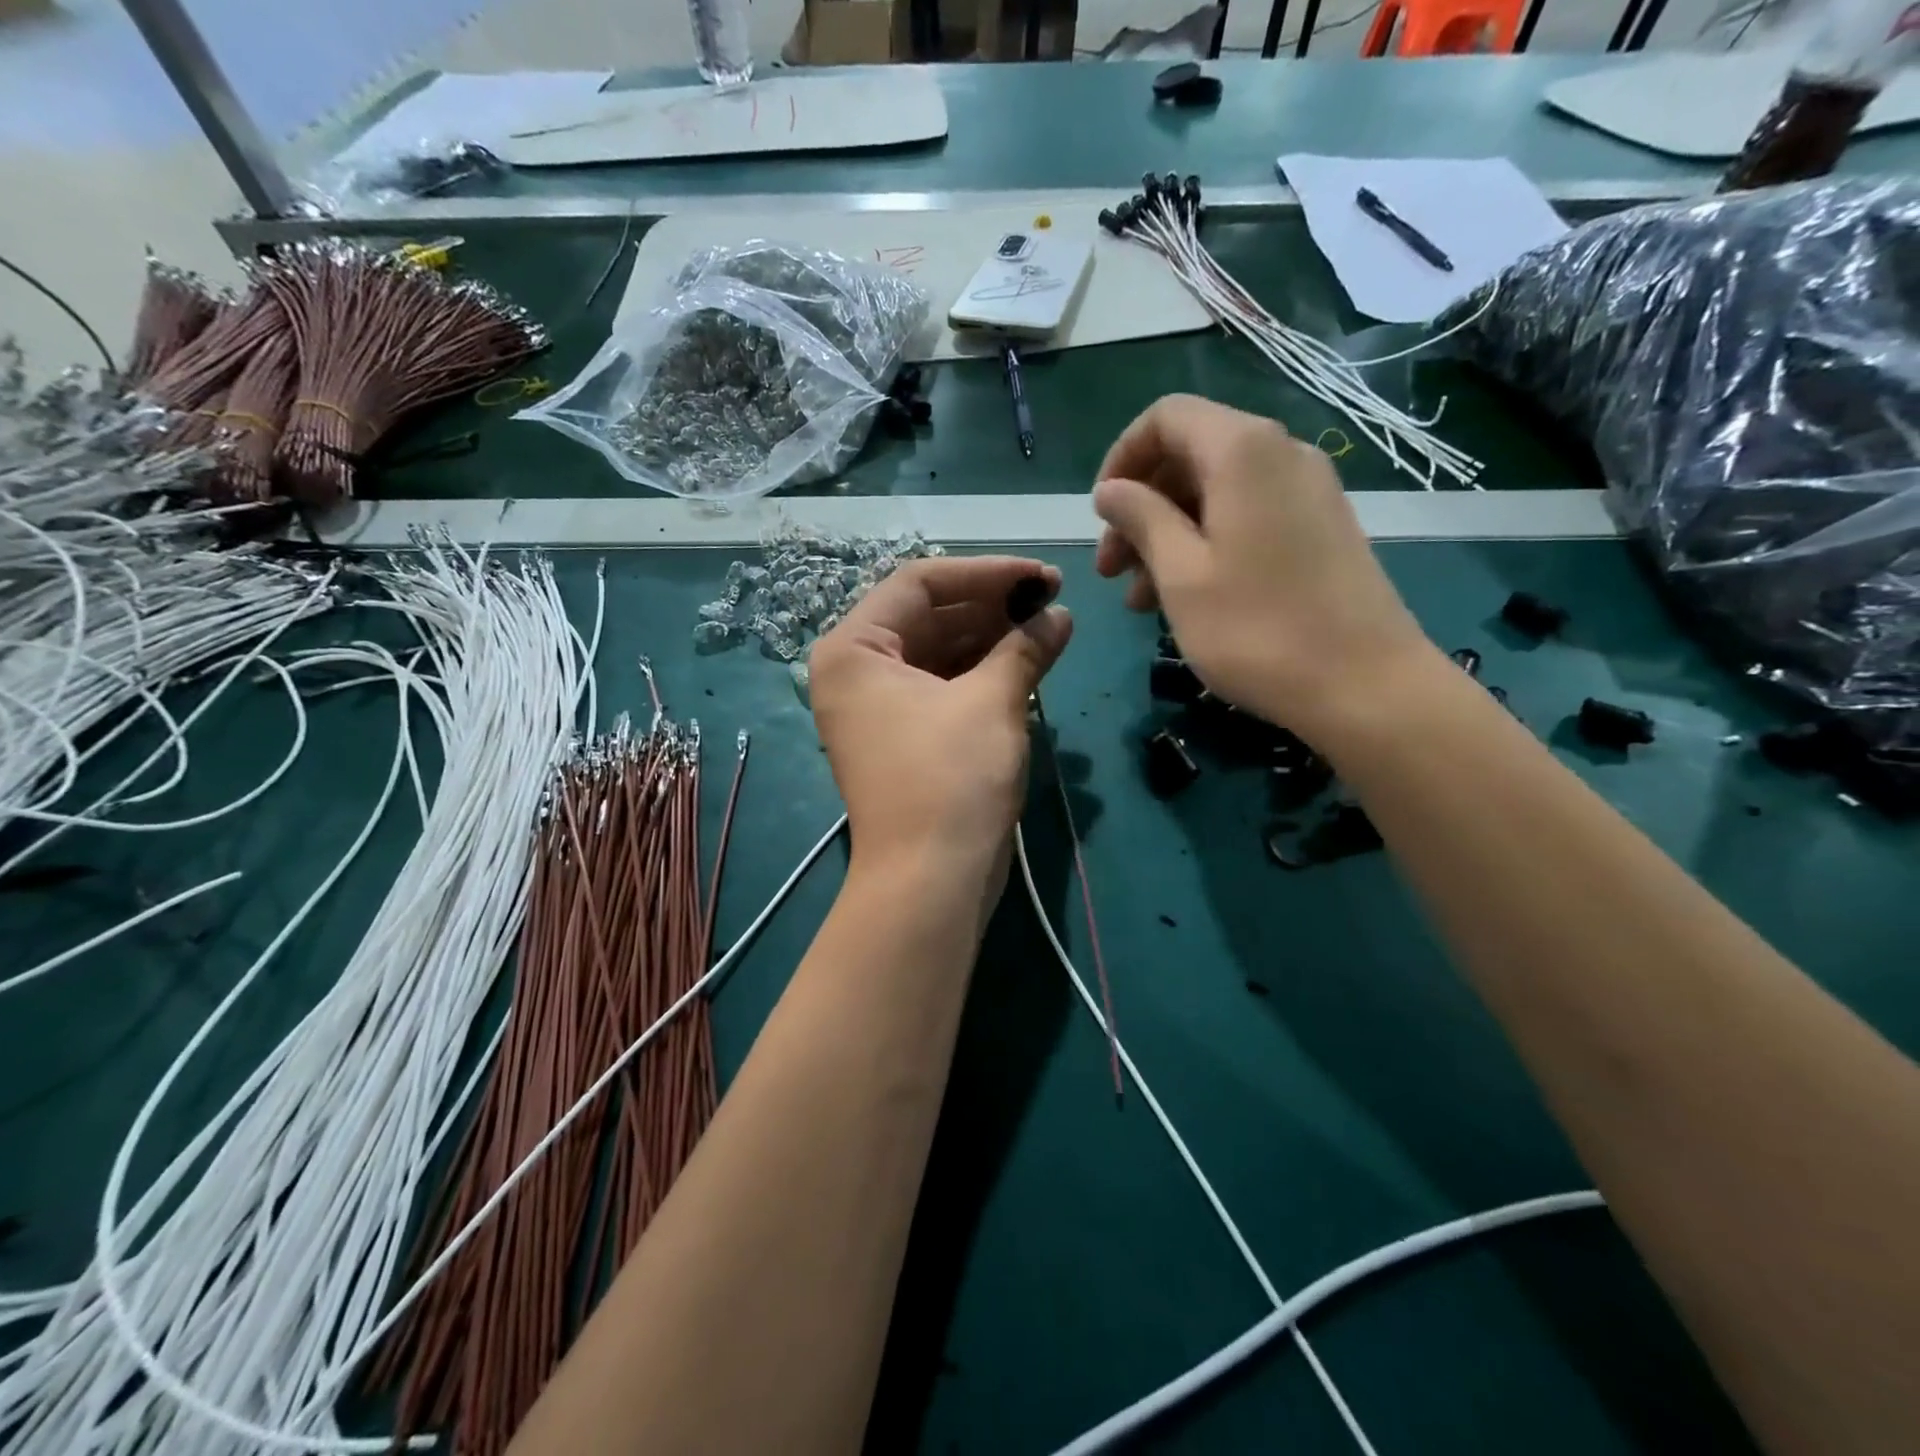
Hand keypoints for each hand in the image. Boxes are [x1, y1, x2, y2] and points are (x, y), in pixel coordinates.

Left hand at [810, 556, 1071, 885]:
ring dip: (992, 638)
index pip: (919, 583)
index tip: (1042, 575)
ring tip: (1048, 628)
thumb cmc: (952, 780)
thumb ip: (1025, 646)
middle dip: (992, 606)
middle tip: (1052, 600)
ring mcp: (877, 707)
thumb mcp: (992, 701)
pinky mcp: (903, 737)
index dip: (986, 573)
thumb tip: (1059, 615)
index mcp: (854, 650)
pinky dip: (982, 674)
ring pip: (939, 652)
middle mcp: (856, 672)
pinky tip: (1027, 663)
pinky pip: (943, 687)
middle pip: (928, 616)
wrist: (931, 882)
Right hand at [1092, 394, 1438, 745]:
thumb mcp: (1180, 574)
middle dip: (1141, 507)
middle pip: (1190, 455)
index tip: (1100, 515)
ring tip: (1141, 600)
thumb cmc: (1257, 629)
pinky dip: (1206, 545)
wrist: (1366, 685)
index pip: (1166, 417)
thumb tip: (1111, 489)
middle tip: (1112, 570)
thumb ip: (1140, 519)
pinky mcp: (1321, 528)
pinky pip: (1247, 516)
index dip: (1122, 458)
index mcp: (1242, 451)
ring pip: (1216, 492)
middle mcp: (1281, 454)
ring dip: (1168, 535)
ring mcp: (1308, 491)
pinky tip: (1186, 598)